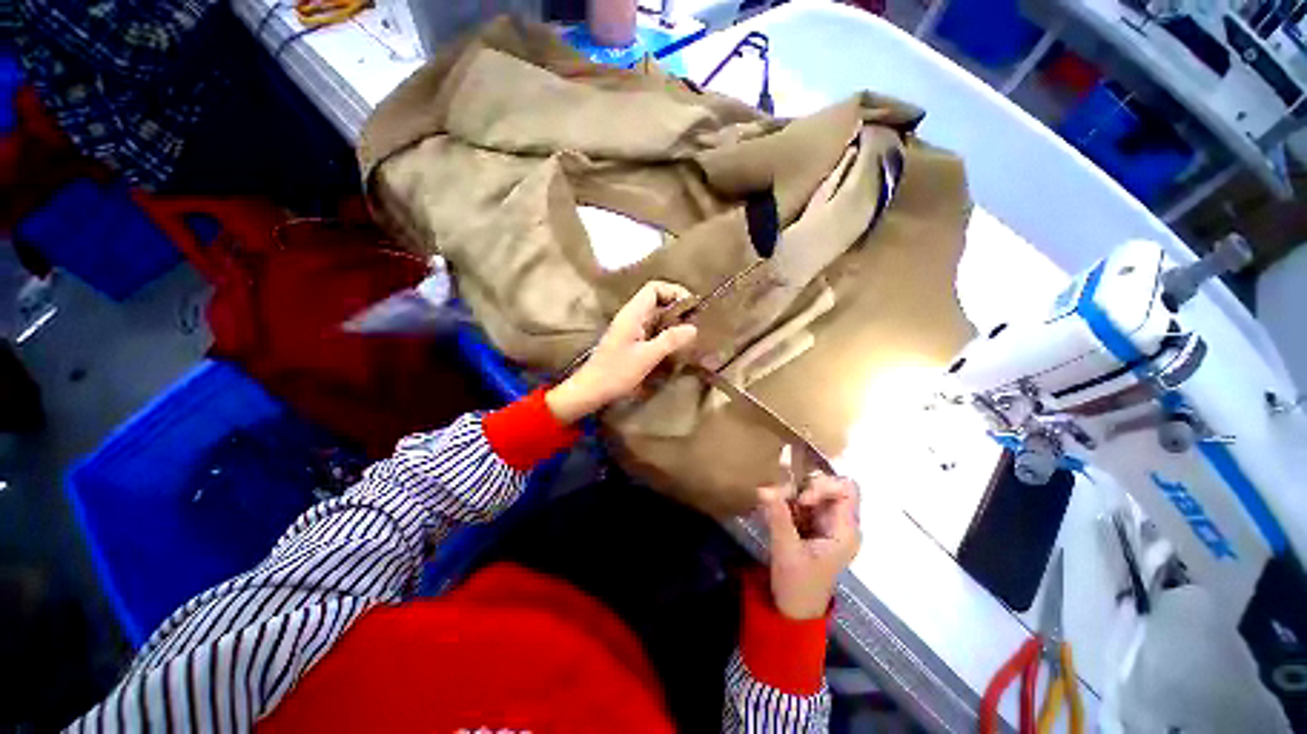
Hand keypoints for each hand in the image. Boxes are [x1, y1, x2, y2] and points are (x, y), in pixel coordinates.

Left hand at [546, 281, 697, 423]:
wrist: (592, 389)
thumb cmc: (617, 372)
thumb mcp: (647, 356)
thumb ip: (670, 340)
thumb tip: (693, 328)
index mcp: (633, 314)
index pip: (654, 288)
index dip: (674, 291)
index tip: (691, 307)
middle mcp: (631, 316)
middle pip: (657, 300)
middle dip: (677, 308)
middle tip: (694, 323)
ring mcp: (631, 329)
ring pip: (656, 316)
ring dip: (673, 321)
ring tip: (689, 334)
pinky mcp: (631, 341)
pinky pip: (652, 329)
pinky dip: (665, 332)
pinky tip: (675, 345)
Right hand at [759, 475, 861, 619]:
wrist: (793, 608)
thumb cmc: (797, 584)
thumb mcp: (787, 551)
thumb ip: (778, 517)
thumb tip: (764, 487)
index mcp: (845, 529)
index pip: (846, 489)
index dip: (824, 486)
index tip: (801, 501)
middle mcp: (839, 521)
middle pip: (827, 485)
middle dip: (802, 487)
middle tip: (781, 498)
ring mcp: (824, 520)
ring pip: (811, 489)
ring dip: (790, 493)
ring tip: (774, 506)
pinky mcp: (810, 522)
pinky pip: (799, 499)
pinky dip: (785, 499)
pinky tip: (773, 511)